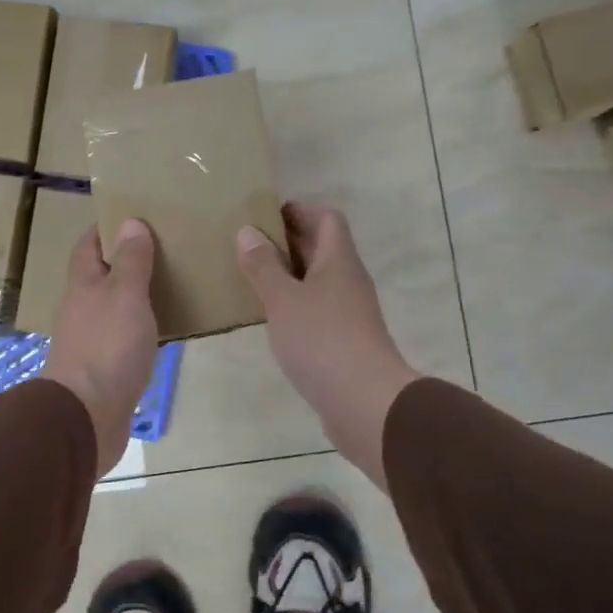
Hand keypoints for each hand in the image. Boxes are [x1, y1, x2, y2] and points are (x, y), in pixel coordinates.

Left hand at [41, 220, 158, 477]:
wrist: (86, 416)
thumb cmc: (107, 347)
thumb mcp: (125, 295)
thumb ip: (130, 261)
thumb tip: (130, 223)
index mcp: (84, 284)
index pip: (89, 244)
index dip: (107, 227)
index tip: (135, 215)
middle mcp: (83, 308)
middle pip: (102, 274)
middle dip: (127, 259)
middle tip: (166, 247)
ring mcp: (92, 339)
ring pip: (115, 306)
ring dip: (137, 294)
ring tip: (173, 282)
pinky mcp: (105, 368)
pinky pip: (124, 336)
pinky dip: (142, 326)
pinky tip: (165, 328)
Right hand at [237, 202, 417, 488]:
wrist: (364, 402)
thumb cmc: (321, 340)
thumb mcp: (283, 299)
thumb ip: (263, 266)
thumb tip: (248, 231)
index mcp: (338, 260)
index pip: (326, 218)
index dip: (299, 210)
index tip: (264, 213)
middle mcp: (348, 280)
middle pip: (322, 248)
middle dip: (287, 242)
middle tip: (248, 243)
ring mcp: (349, 312)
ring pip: (317, 281)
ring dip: (289, 275)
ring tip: (252, 277)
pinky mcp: (344, 341)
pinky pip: (317, 310)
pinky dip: (294, 306)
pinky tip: (271, 317)